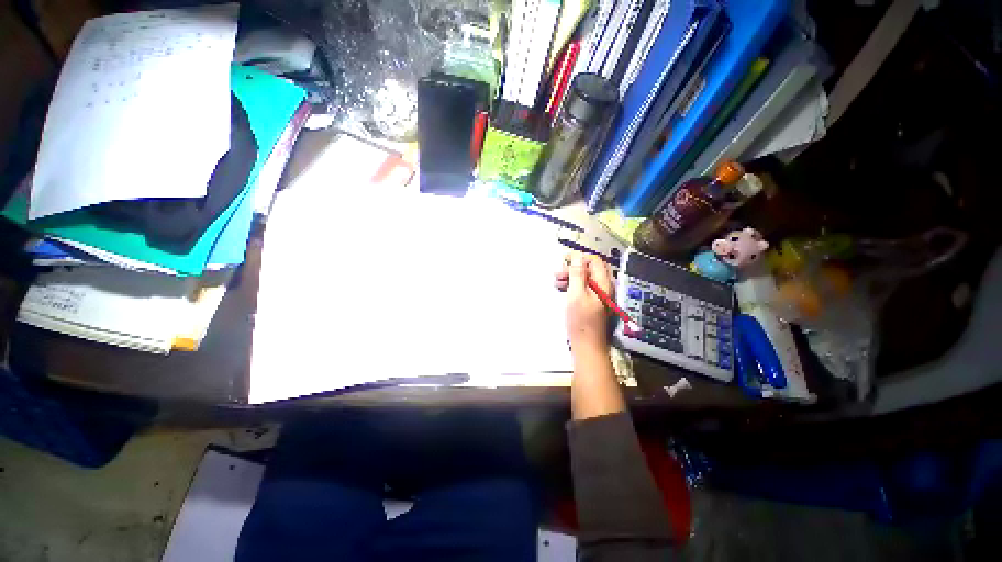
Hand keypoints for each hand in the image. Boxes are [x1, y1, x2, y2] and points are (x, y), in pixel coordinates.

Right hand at [555, 252, 613, 351]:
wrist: (587, 346)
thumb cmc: (581, 321)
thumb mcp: (576, 295)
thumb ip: (577, 274)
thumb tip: (577, 256)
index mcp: (603, 284)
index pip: (594, 261)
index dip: (579, 257)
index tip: (563, 260)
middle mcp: (604, 287)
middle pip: (590, 269)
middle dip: (573, 268)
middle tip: (557, 274)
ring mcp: (599, 296)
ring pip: (586, 279)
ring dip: (571, 277)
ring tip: (556, 282)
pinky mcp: (593, 304)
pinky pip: (584, 288)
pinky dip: (573, 286)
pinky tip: (562, 289)